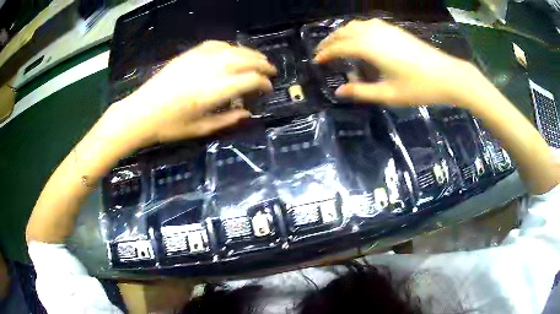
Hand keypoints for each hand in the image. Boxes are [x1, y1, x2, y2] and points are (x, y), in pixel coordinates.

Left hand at [108, 41, 275, 147]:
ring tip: (258, 59)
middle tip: (271, 71)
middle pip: (245, 60)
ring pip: (233, 49)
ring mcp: (199, 59)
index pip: (250, 79)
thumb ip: (227, 120)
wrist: (140, 112)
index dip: (264, 83)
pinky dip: (229, 46)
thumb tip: (248, 113)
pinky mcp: (189, 54)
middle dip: (262, 64)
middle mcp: (210, 70)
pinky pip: (215, 45)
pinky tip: (233, 51)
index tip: (268, 90)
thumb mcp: (200, 129)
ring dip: (249, 53)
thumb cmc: (169, 126)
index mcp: (214, 91)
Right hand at [314, 19, 470, 106]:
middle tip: (321, 52)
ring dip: (342, 33)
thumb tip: (339, 93)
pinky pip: (367, 24)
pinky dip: (355, 29)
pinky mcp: (394, 30)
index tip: (316, 61)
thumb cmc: (419, 87)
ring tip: (336, 44)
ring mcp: (385, 29)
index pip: (339, 47)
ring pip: (355, 25)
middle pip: (344, 32)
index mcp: (370, 48)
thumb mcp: (389, 94)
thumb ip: (362, 92)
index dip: (326, 53)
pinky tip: (358, 37)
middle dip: (330, 41)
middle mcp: (374, 34)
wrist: (447, 75)